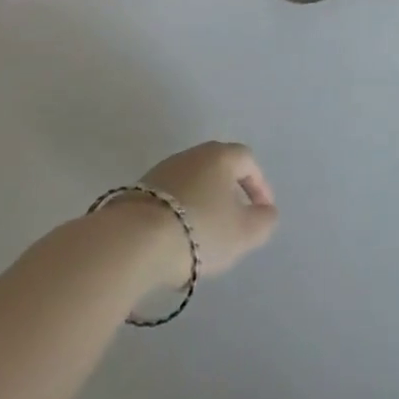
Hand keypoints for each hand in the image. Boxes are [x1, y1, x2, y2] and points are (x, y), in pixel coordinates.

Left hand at [132, 141, 278, 287]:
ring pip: (192, 185)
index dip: (259, 185)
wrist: (132, 241)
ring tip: (203, 239)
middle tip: (234, 223)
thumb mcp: (244, 233)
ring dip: (202, 207)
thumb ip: (264, 221)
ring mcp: (160, 172)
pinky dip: (178, 217)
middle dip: (229, 195)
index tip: (262, 212)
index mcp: (220, 156)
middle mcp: (191, 155)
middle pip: (217, 170)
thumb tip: (266, 212)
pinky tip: (175, 243)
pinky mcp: (136, 192)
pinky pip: (168, 201)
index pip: (247, 160)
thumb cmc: (199, 230)